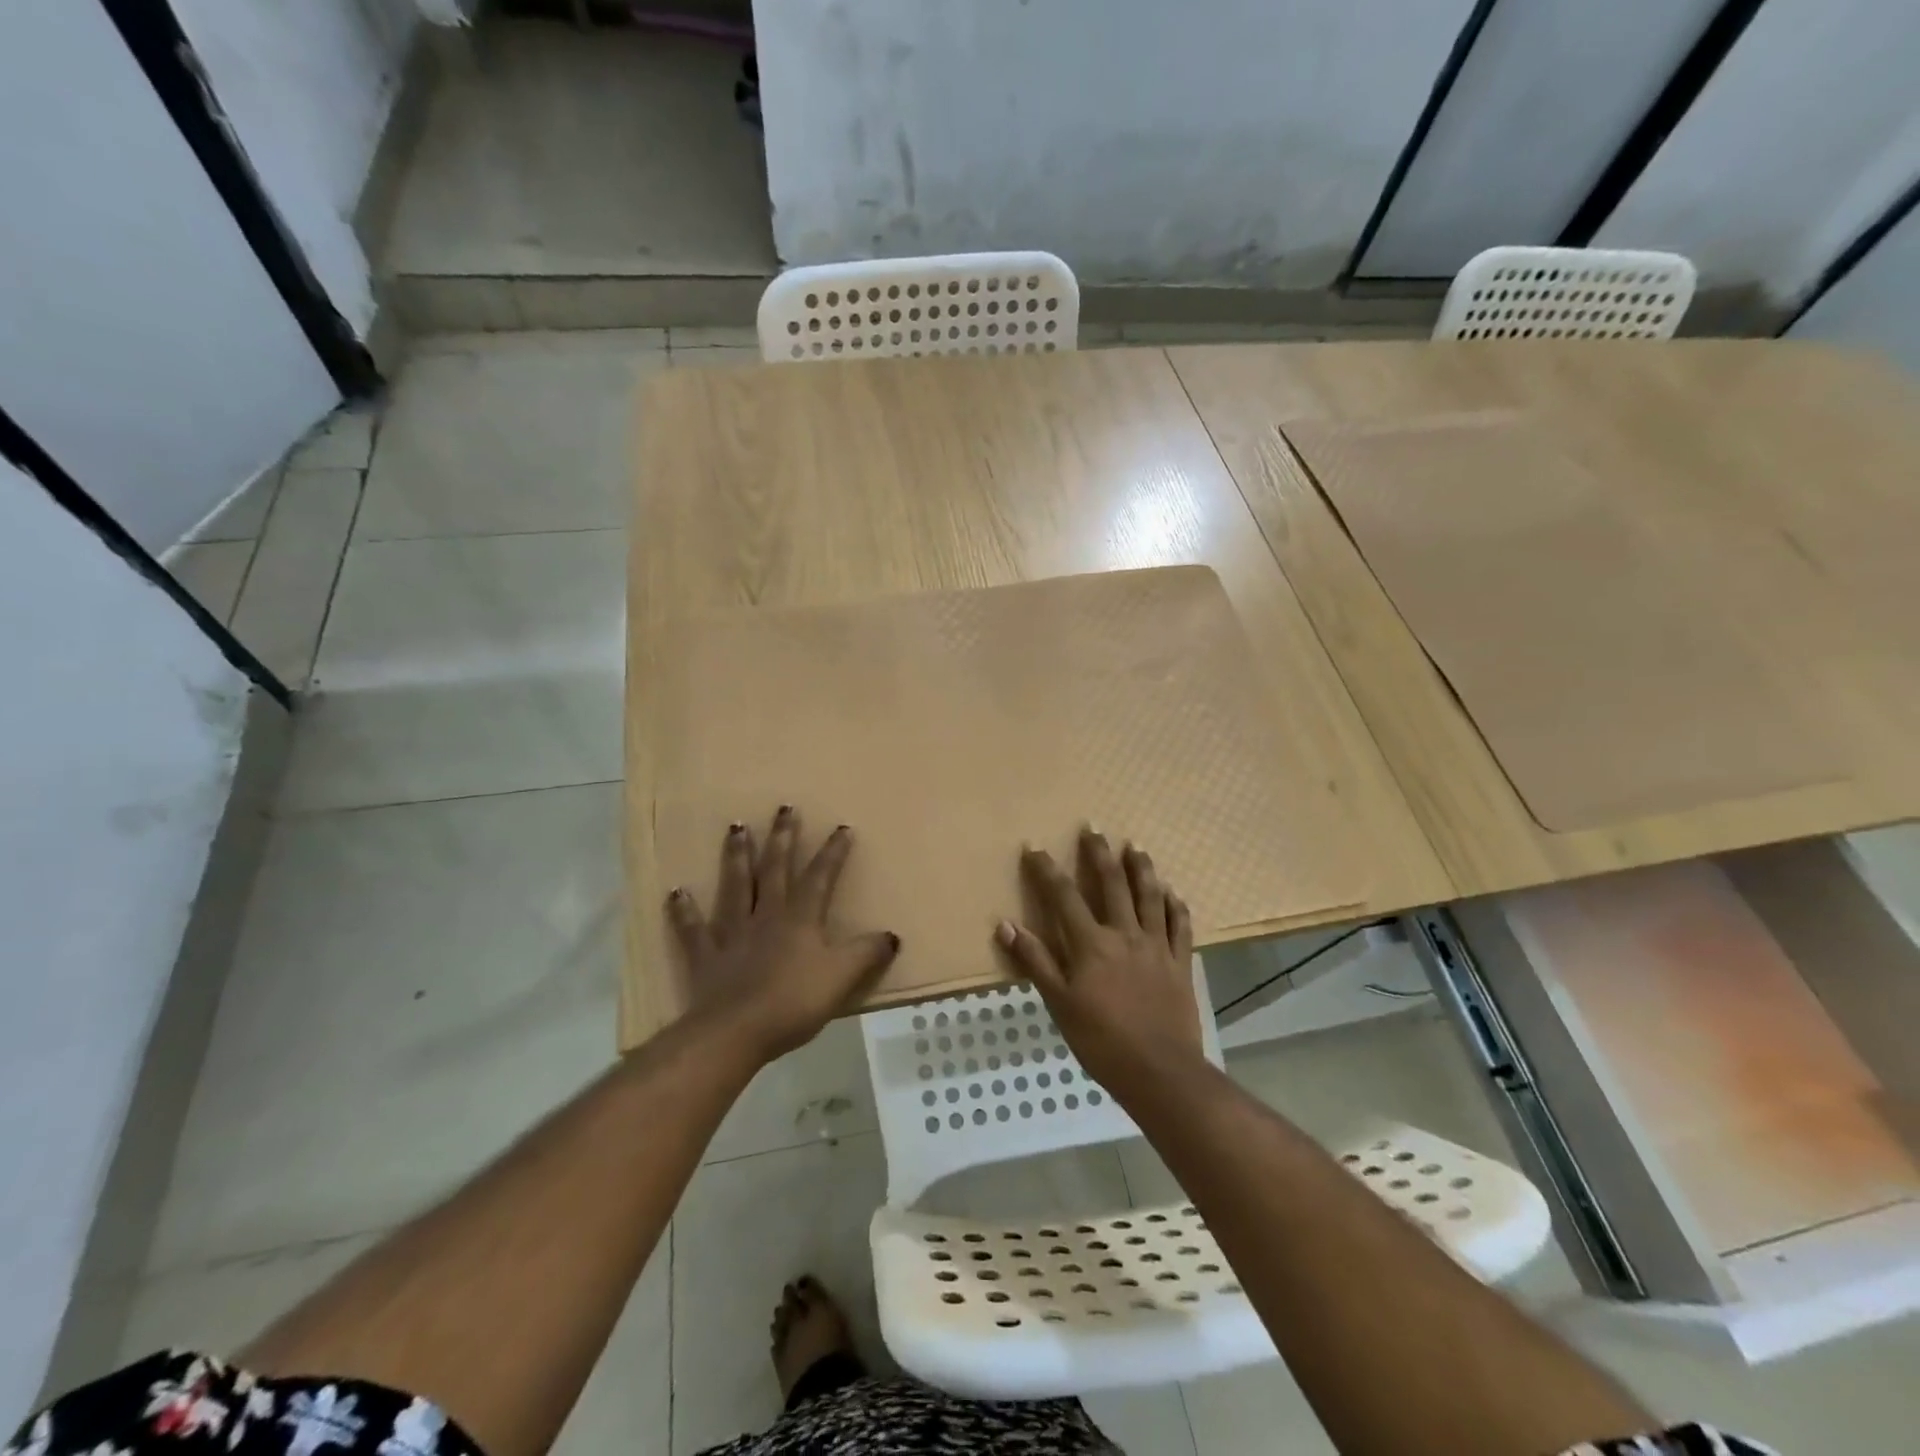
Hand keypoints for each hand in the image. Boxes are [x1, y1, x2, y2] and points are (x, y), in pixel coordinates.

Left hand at [667, 806, 900, 1063]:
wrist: (736, 1032)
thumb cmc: (794, 1002)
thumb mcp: (842, 977)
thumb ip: (867, 954)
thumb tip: (891, 935)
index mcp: (800, 919)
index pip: (820, 878)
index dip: (832, 853)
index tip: (841, 828)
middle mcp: (765, 915)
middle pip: (775, 869)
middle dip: (782, 838)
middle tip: (783, 808)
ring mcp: (732, 933)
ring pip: (736, 885)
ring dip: (736, 856)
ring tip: (736, 827)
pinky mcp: (705, 956)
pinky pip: (692, 929)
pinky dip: (684, 910)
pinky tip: (677, 892)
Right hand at [992, 827, 1203, 1088]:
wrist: (1160, 1071)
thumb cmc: (1101, 1040)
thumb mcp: (1059, 1003)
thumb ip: (1035, 961)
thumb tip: (1006, 924)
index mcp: (1091, 943)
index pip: (1063, 896)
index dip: (1046, 870)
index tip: (1034, 847)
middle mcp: (1124, 934)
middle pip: (1111, 884)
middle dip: (1099, 854)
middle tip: (1093, 829)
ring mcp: (1157, 946)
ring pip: (1150, 897)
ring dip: (1141, 869)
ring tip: (1136, 847)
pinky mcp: (1180, 963)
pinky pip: (1180, 926)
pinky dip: (1176, 906)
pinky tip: (1173, 894)